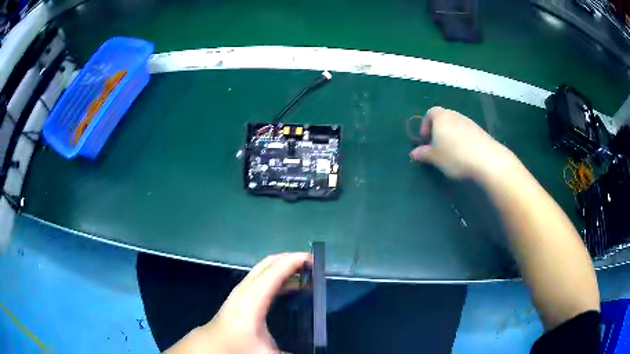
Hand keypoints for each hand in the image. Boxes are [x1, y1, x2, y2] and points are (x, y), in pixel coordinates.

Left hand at [166, 252, 310, 353]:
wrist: (212, 346)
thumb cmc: (237, 348)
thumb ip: (291, 353)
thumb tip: (315, 351)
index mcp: (252, 300)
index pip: (275, 271)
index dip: (294, 261)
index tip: (315, 260)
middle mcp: (245, 289)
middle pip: (268, 263)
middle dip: (290, 259)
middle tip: (313, 265)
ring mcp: (241, 290)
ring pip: (264, 268)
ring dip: (283, 266)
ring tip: (305, 273)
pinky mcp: (240, 294)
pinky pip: (261, 277)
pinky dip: (276, 275)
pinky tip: (289, 287)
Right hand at [409, 106, 513, 180]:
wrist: (486, 159)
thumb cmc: (454, 155)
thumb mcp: (434, 157)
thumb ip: (423, 153)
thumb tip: (413, 153)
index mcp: (441, 117)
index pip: (430, 113)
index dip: (425, 125)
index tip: (425, 140)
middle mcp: (454, 115)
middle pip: (443, 118)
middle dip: (438, 130)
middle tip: (436, 147)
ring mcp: (468, 121)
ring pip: (455, 125)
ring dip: (450, 135)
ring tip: (450, 152)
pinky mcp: (479, 130)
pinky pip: (466, 132)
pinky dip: (462, 139)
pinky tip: (464, 154)